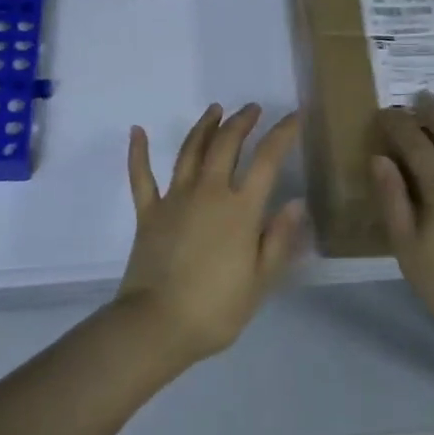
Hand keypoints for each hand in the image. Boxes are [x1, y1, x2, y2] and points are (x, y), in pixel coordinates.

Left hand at [116, 103, 305, 365]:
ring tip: (215, 109)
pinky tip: (137, 131)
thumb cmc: (215, 309)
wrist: (156, 326)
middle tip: (252, 109)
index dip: (282, 134)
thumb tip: (296, 202)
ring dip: (204, 127)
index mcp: (240, 210)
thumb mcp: (260, 281)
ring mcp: (174, 199)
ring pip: (190, 151)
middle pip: (226, 145)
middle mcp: (208, 193)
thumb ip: (279, 239)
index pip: (267, 160)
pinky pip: (141, 176)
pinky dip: (138, 152)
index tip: (293, 116)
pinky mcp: (147, 212)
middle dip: (241, 121)